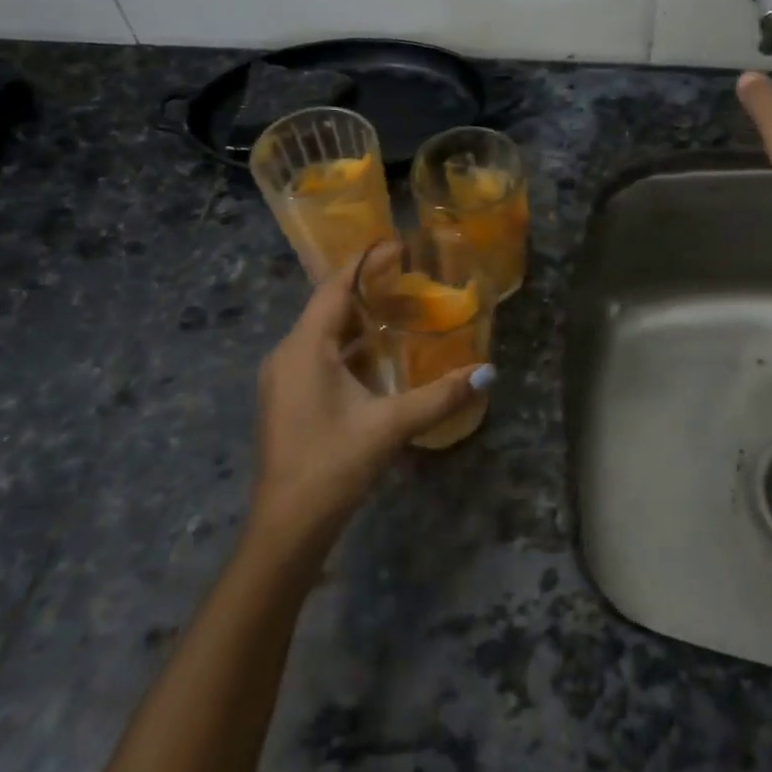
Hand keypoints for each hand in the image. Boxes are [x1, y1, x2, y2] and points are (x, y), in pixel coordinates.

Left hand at [249, 253, 492, 550]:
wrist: (286, 527)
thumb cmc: (332, 465)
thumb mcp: (391, 426)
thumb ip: (440, 396)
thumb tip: (487, 372)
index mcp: (305, 348)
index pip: (335, 287)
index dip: (366, 263)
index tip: (398, 244)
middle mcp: (288, 354)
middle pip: (329, 306)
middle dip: (368, 289)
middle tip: (410, 276)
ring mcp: (284, 378)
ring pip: (324, 334)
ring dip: (359, 320)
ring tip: (402, 308)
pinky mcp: (288, 399)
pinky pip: (320, 356)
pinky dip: (350, 347)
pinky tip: (380, 357)